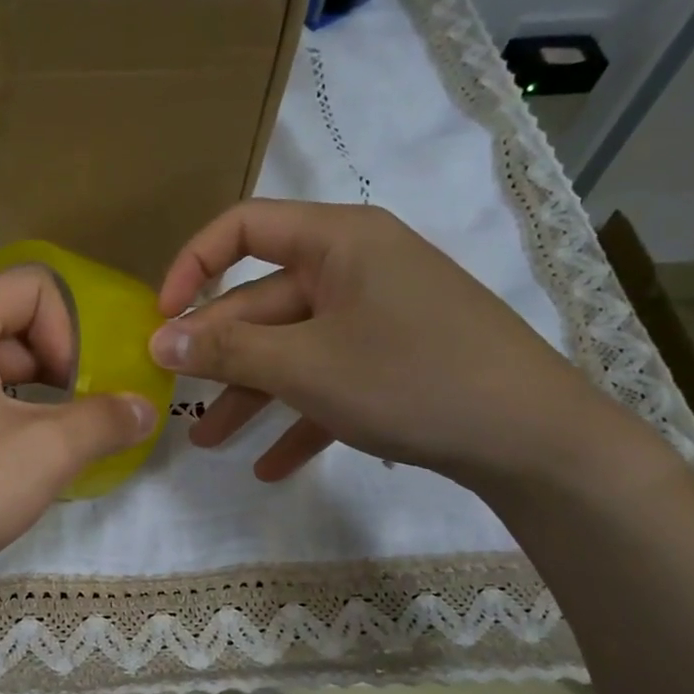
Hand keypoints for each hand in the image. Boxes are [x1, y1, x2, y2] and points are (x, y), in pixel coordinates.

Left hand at [0, 268, 157, 605]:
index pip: (34, 288)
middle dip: (60, 371)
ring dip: (34, 406)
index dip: (71, 332)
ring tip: (53, 454)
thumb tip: (144, 409)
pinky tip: (12, 475)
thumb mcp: (43, 453)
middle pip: (13, 329)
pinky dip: (1, 428)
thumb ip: (103, 422)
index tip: (79, 390)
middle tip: (81, 424)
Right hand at [151, 199, 627, 487]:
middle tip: (175, 399)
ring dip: (251, 395)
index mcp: (339, 242)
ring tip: (209, 443)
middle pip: (265, 302)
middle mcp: (357, 268)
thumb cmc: (411, 378)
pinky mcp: (396, 361)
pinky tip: (271, 467)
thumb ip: (227, 352)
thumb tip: (159, 342)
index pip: (245, 226)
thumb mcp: (306, 366)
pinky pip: (332, 382)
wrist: (534, 439)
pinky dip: (300, 418)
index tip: (163, 318)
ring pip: (294, 349)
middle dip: (219, 356)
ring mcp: (378, 316)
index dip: (193, 264)